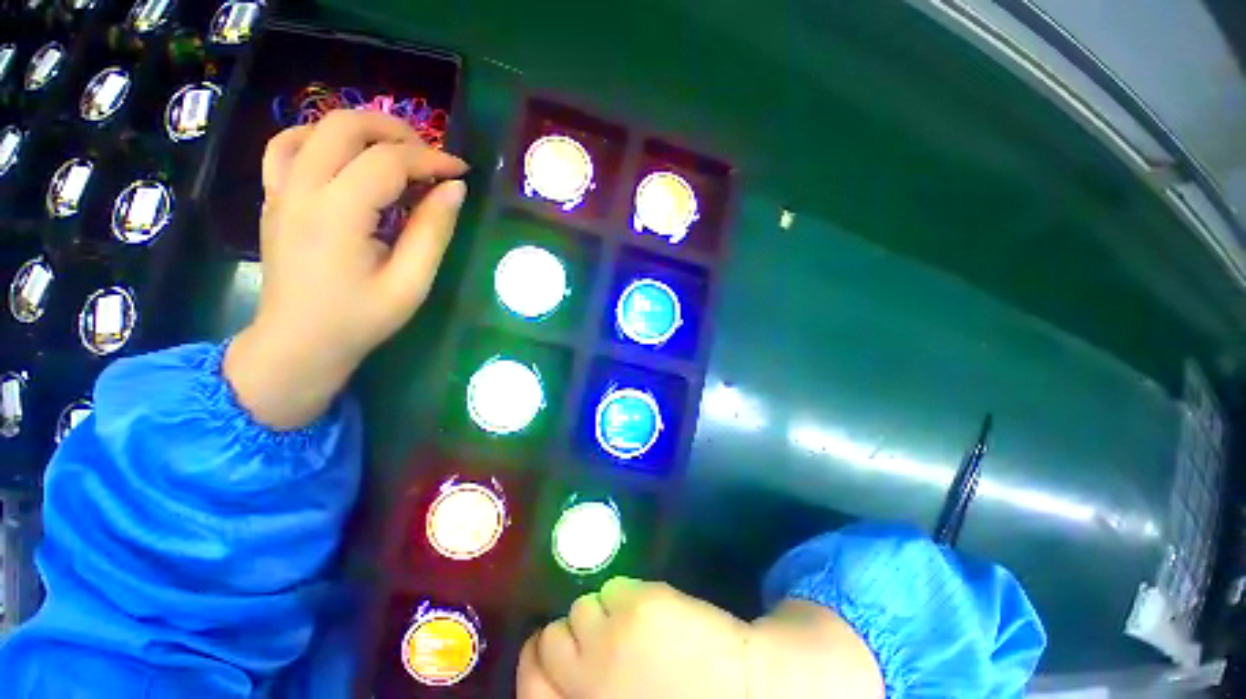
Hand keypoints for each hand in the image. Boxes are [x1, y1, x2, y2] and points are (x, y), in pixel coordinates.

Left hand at [224, 111, 468, 428]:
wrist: (298, 342)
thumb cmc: (360, 319)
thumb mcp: (410, 282)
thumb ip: (433, 231)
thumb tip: (455, 189)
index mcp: (337, 214)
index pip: (388, 162)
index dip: (431, 160)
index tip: (462, 171)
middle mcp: (301, 189)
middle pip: (345, 126)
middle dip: (397, 131)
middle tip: (430, 157)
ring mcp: (280, 190)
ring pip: (314, 127)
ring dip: (361, 130)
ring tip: (394, 152)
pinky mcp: (273, 197)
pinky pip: (287, 146)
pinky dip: (320, 138)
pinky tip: (344, 156)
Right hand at [517, 578, 750, 698]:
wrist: (744, 691)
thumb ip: (588, 693)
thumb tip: (566, 668)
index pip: (529, 686)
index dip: (535, 663)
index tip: (552, 652)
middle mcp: (584, 683)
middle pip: (548, 641)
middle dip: (568, 634)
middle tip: (595, 633)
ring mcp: (608, 642)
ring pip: (581, 608)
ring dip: (601, 613)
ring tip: (631, 626)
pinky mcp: (635, 607)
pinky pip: (613, 589)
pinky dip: (626, 596)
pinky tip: (651, 613)